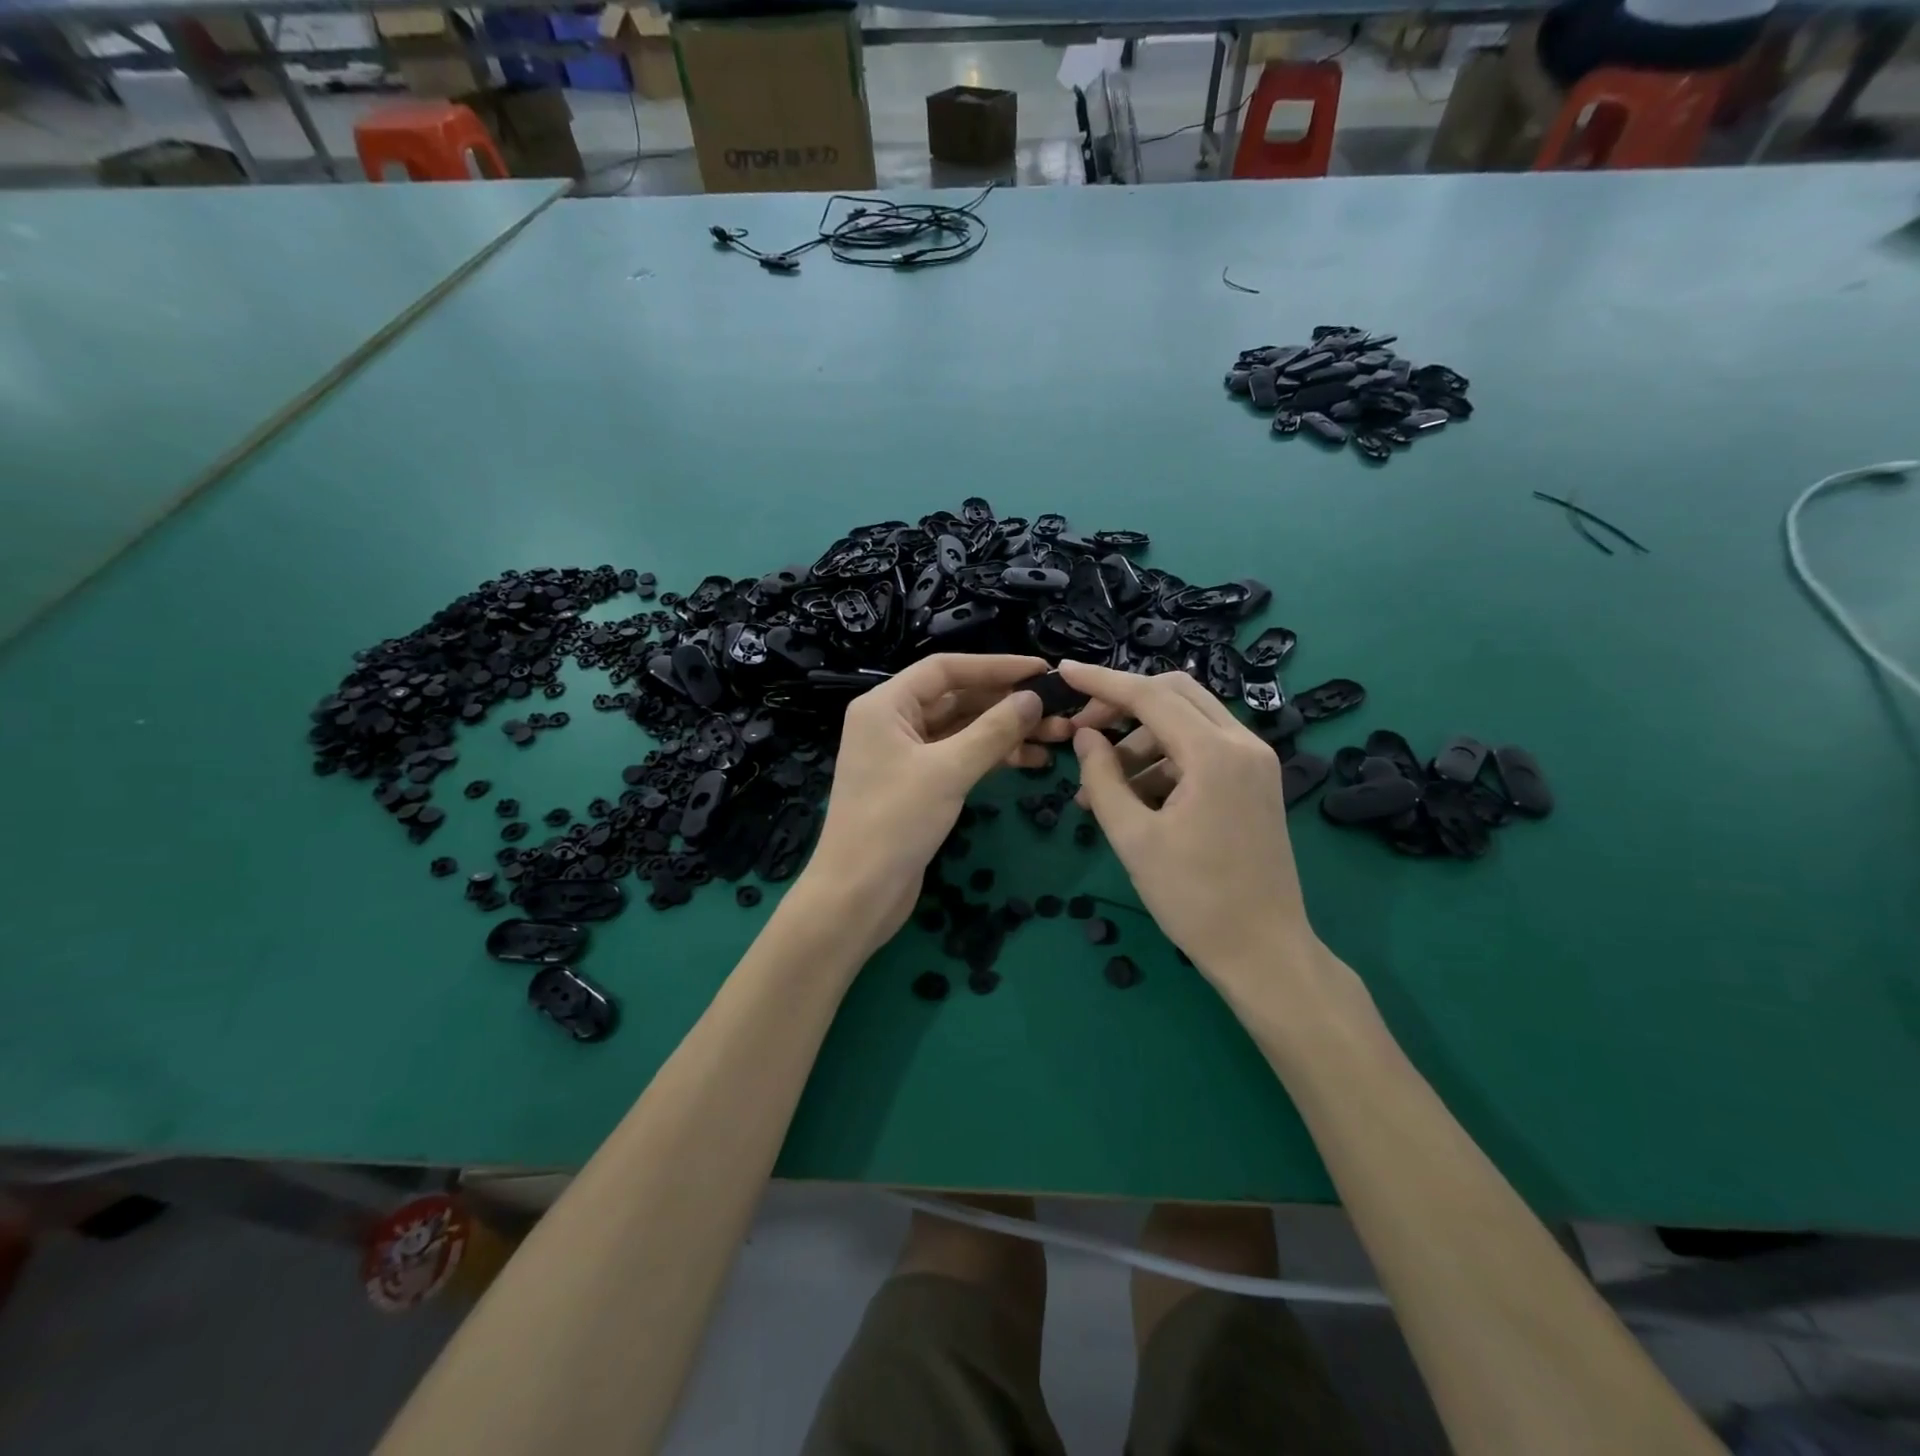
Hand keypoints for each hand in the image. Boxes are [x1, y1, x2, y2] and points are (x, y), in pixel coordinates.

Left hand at [807, 654, 1070, 945]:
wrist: (857, 895)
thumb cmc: (894, 823)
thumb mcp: (948, 771)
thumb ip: (993, 731)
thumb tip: (1032, 698)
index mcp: (885, 705)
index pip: (946, 669)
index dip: (995, 666)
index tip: (1041, 671)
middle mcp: (892, 722)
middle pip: (957, 698)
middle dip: (1006, 704)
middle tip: (1058, 711)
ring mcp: (904, 755)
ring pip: (962, 730)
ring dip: (1005, 732)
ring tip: (1055, 738)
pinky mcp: (917, 785)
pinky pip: (959, 757)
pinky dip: (992, 758)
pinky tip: (1030, 762)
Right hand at [1058, 660, 1316, 982]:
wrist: (1264, 951)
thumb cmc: (1193, 898)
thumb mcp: (1133, 837)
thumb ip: (1102, 778)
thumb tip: (1085, 736)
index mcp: (1215, 753)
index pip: (1149, 696)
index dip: (1102, 681)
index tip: (1064, 672)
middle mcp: (1243, 743)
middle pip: (1175, 694)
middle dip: (1124, 704)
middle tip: (1084, 731)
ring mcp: (1255, 762)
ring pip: (1188, 721)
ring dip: (1141, 739)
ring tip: (1101, 783)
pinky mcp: (1256, 782)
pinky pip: (1203, 749)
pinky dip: (1165, 759)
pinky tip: (1135, 796)